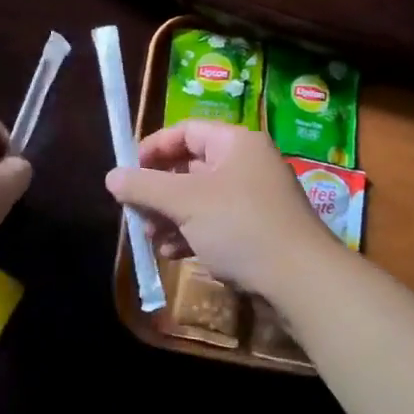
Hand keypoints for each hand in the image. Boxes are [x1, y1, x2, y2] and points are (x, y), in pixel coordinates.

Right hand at [105, 121, 335, 298]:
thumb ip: (145, 186)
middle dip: (159, 189)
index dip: (154, 147)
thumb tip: (111, 176)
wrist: (302, 282)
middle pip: (191, 166)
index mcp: (236, 143)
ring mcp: (255, 200)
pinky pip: (216, 224)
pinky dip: (191, 234)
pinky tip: (172, 253)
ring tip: (150, 237)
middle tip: (135, 209)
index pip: (186, 131)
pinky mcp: (258, 232)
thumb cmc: (241, 226)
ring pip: (201, 199)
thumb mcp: (186, 203)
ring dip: (171, 215)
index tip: (128, 170)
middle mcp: (248, 165)